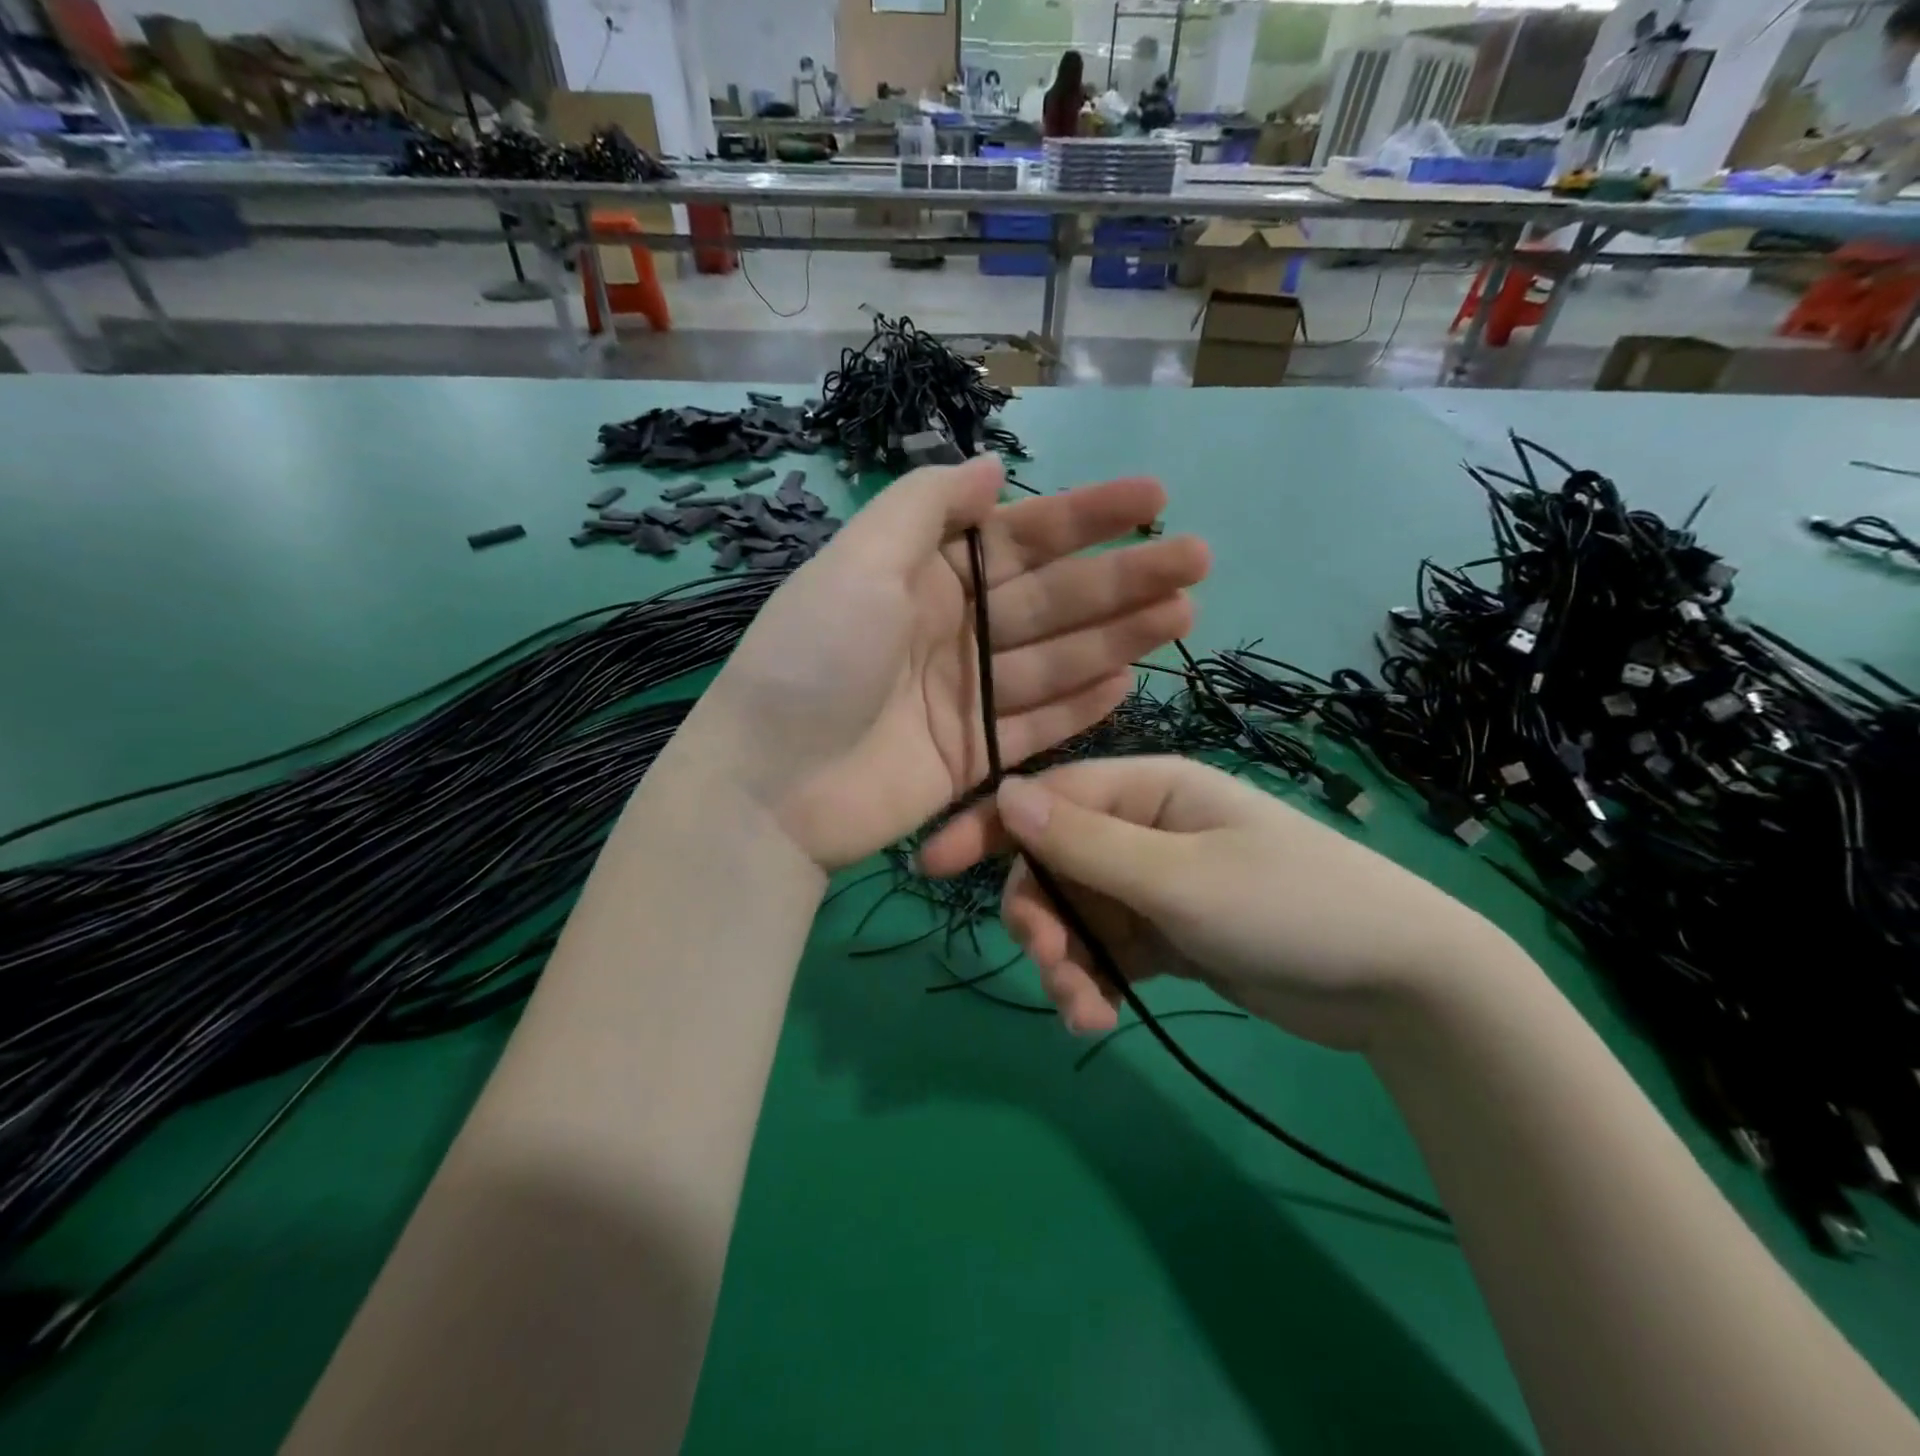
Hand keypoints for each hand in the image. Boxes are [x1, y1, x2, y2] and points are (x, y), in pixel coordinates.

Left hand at [681, 457, 1209, 870]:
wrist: (770, 786)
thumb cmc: (812, 661)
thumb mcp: (857, 563)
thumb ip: (925, 508)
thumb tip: (989, 468)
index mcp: (924, 579)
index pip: (1019, 539)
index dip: (1085, 516)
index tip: (1153, 497)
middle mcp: (952, 632)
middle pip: (1050, 599)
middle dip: (1121, 577)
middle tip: (1196, 558)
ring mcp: (966, 699)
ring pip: (1055, 660)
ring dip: (1118, 635)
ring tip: (1183, 613)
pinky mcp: (975, 757)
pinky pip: (1038, 724)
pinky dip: (1081, 704)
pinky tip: (1130, 679)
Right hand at [918, 756, 1502, 1051]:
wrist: (1400, 985)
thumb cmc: (1290, 907)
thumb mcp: (1180, 876)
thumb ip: (1087, 842)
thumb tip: (1005, 796)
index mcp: (1148, 790)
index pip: (1047, 798)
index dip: (987, 828)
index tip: (931, 867)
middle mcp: (1144, 829)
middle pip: (1054, 864)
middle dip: (1041, 917)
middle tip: (1052, 967)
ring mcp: (1155, 884)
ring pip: (1076, 914)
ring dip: (1067, 962)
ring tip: (1082, 1010)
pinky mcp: (1168, 935)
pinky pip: (1107, 951)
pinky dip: (1095, 982)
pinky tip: (1100, 1018)